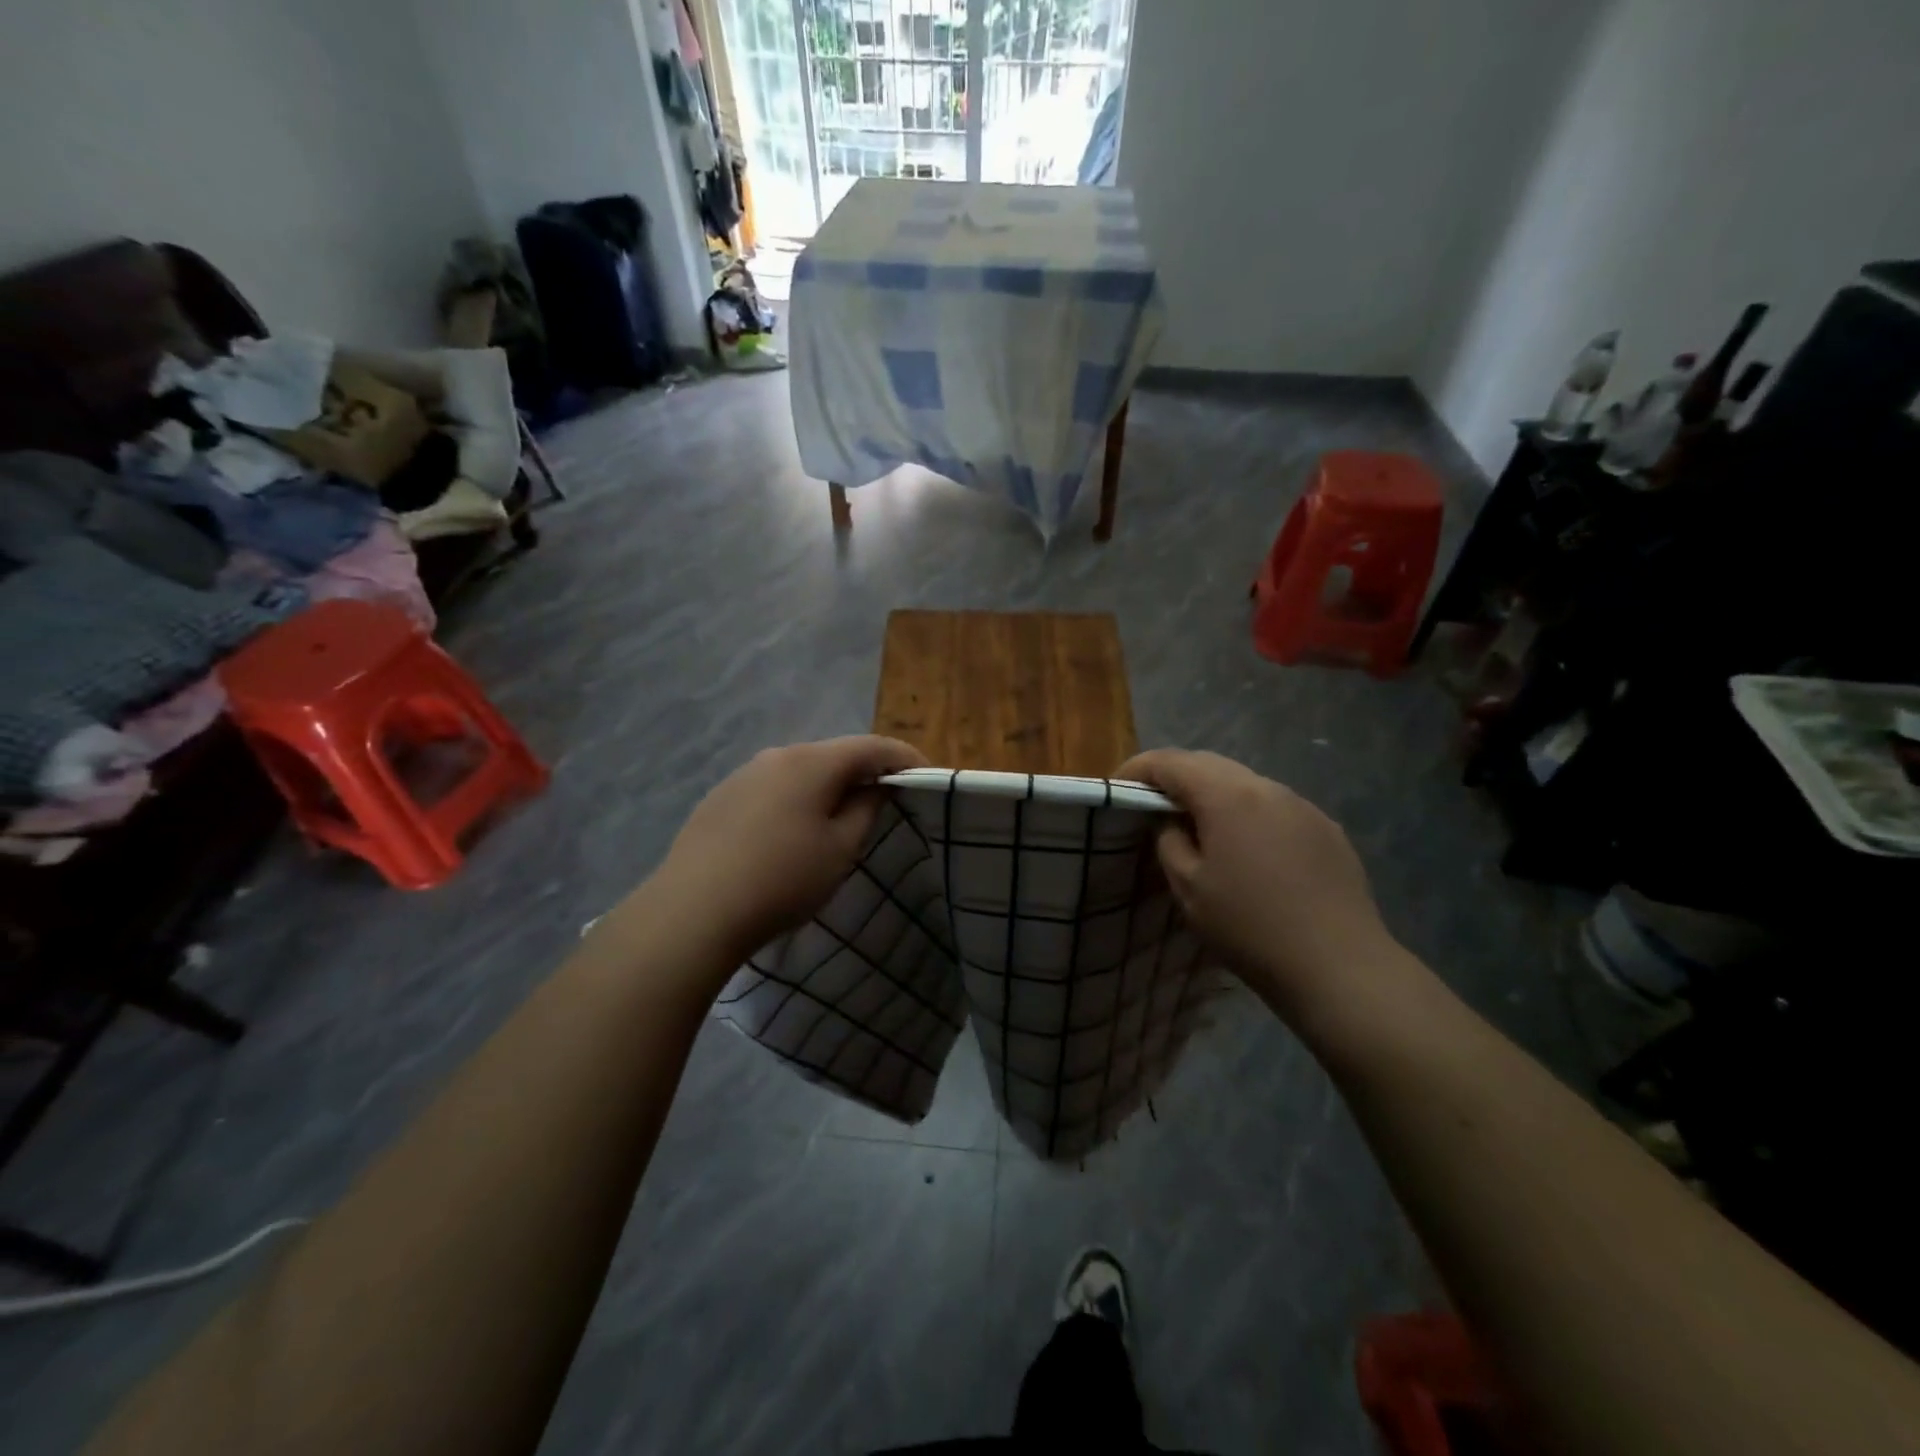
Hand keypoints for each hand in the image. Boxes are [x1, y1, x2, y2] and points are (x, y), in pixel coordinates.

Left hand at [644, 736, 929, 969]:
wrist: (693, 911)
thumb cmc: (782, 879)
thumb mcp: (840, 850)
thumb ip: (866, 809)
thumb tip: (874, 787)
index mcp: (812, 762)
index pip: (873, 746)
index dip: (905, 758)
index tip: (928, 776)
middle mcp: (777, 756)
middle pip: (834, 755)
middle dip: (865, 772)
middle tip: (888, 799)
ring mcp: (743, 775)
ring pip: (800, 771)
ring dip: (828, 787)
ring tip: (841, 818)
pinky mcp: (719, 799)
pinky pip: (772, 789)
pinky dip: (795, 800)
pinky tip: (791, 832)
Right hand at [1116, 749, 1397, 1019]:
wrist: (1339, 966)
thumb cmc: (1250, 927)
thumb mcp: (1189, 888)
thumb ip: (1169, 841)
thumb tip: (1171, 820)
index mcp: (1227, 796)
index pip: (1171, 761)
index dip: (1137, 769)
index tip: (1117, 789)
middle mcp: (1267, 787)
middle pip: (1209, 764)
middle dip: (1175, 777)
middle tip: (1152, 805)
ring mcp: (1303, 805)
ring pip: (1245, 784)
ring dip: (1214, 795)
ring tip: (1199, 828)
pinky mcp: (1327, 828)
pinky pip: (1275, 807)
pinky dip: (1249, 814)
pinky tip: (1249, 851)